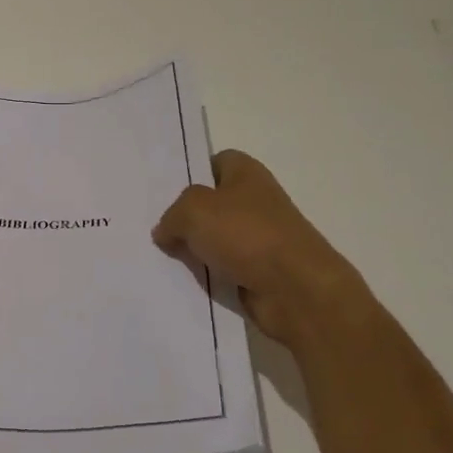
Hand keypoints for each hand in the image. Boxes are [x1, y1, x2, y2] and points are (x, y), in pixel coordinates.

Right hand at [153, 149, 368, 350]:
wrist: (297, 291)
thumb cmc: (246, 234)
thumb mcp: (193, 210)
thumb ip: (172, 215)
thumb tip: (165, 231)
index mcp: (246, 173)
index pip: (215, 162)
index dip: (191, 173)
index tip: (165, 191)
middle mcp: (255, 201)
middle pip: (211, 203)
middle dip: (185, 216)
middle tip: (156, 227)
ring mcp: (259, 238)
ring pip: (214, 238)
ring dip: (193, 249)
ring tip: (161, 256)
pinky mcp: (259, 271)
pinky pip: (222, 268)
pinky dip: (207, 275)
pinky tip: (184, 280)